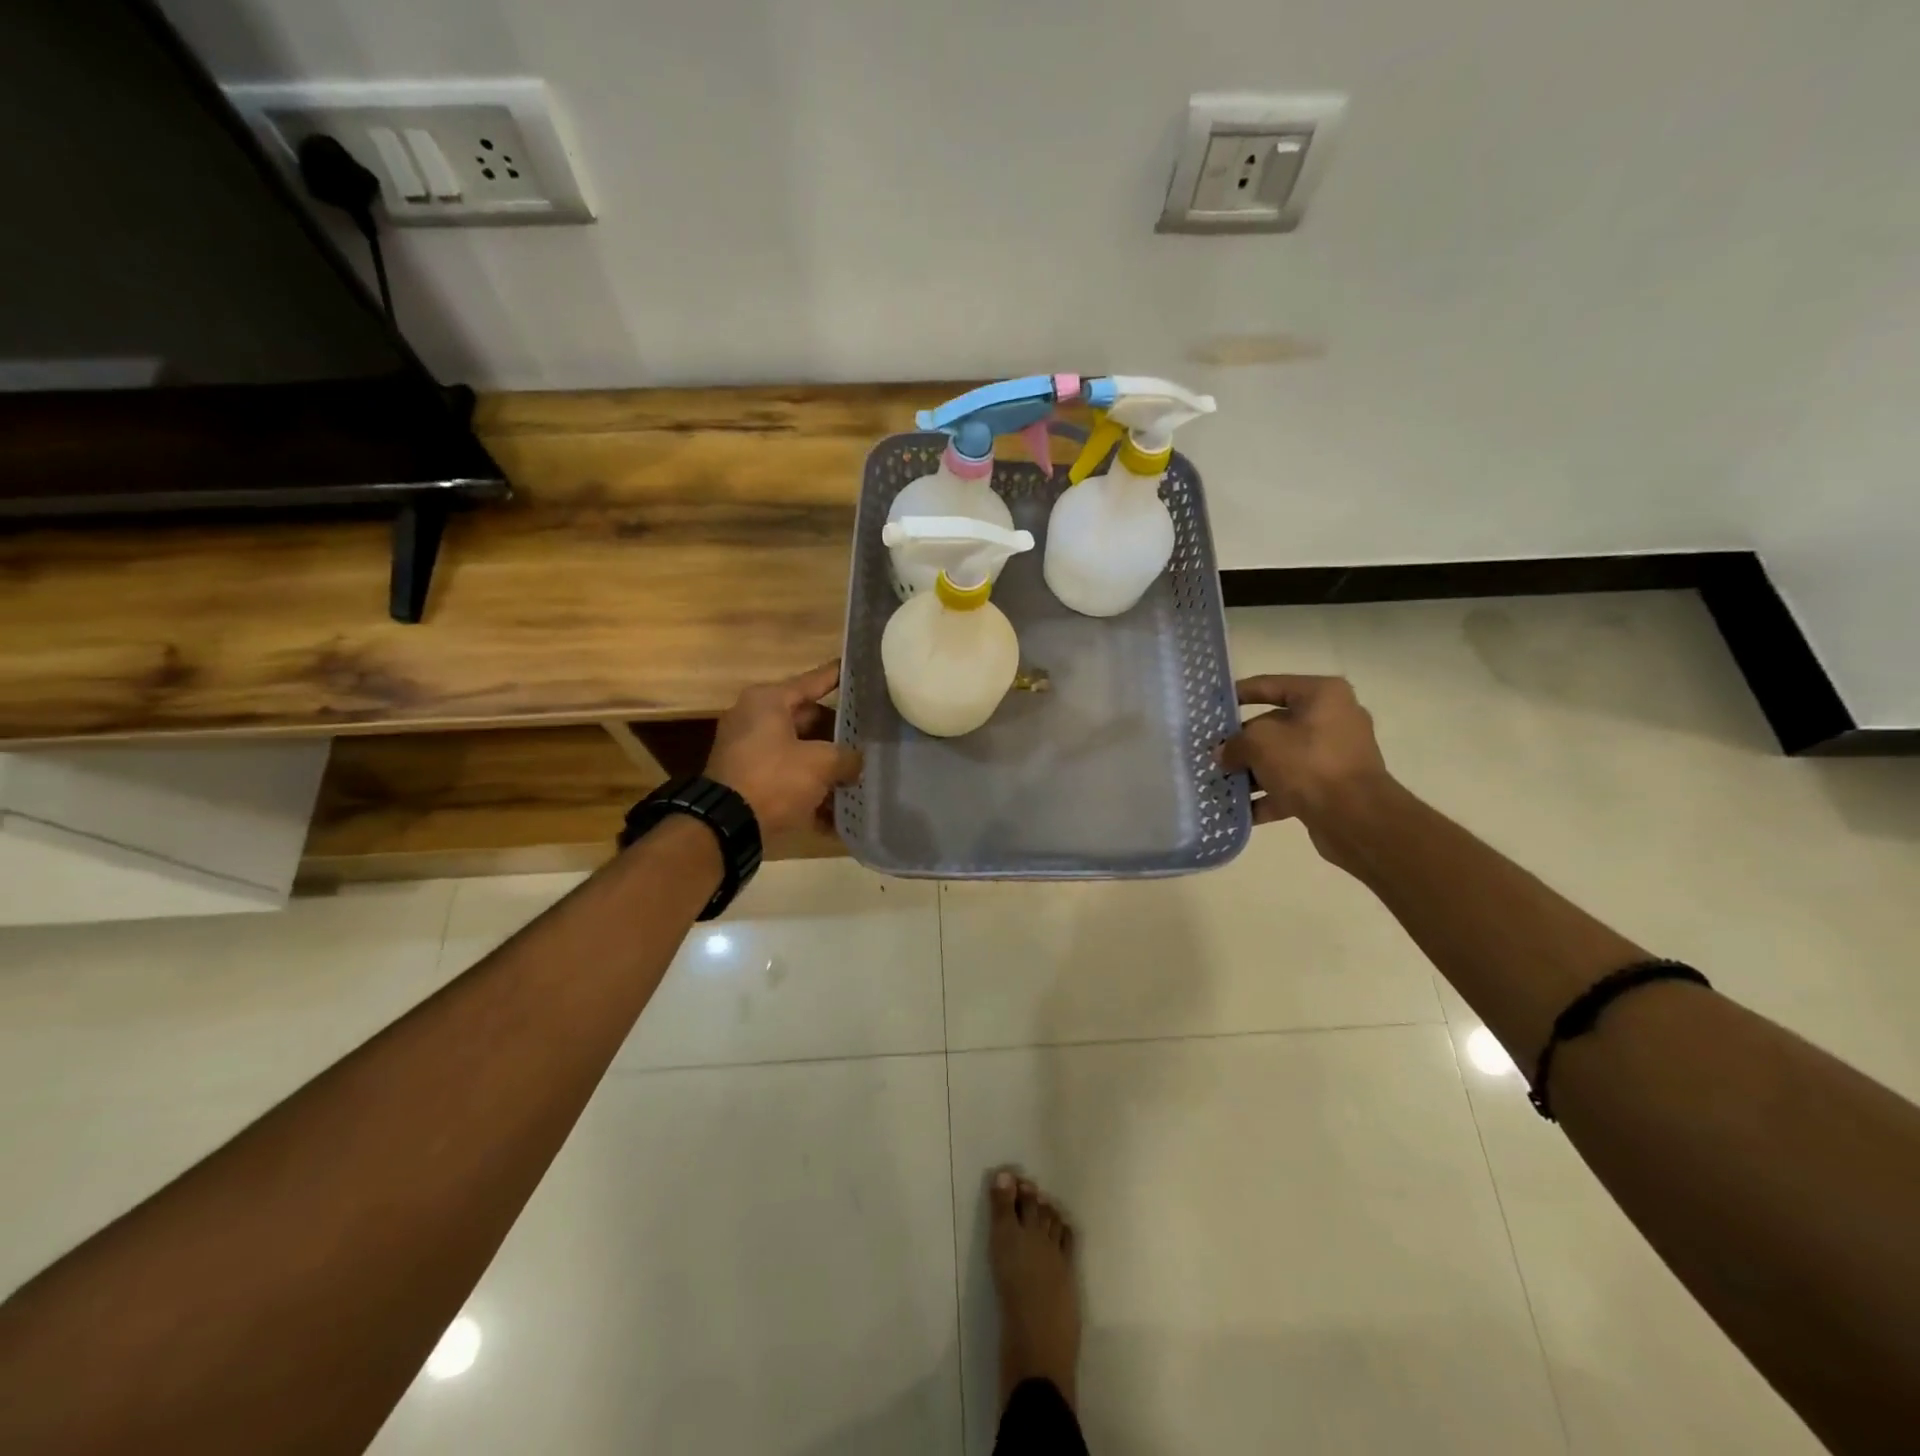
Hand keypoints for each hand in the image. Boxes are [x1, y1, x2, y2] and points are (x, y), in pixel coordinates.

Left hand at [705, 661, 862, 837]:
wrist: (726, 826)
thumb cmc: (775, 778)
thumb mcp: (821, 763)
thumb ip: (847, 757)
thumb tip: (856, 763)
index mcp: (768, 701)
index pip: (812, 681)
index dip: (838, 676)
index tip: (857, 668)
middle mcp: (754, 719)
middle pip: (807, 719)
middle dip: (838, 732)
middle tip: (870, 733)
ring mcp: (749, 752)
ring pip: (799, 752)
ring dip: (826, 766)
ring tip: (861, 772)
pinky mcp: (749, 782)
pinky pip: (788, 779)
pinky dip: (810, 791)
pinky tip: (838, 811)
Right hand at [1220, 674, 1390, 862]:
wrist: (1356, 817)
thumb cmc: (1308, 764)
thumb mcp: (1260, 743)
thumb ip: (1235, 743)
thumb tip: (1223, 753)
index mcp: (1322, 695)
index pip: (1270, 685)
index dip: (1238, 694)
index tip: (1213, 705)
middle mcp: (1333, 719)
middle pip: (1275, 725)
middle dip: (1242, 742)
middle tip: (1212, 753)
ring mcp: (1335, 755)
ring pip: (1282, 758)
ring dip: (1252, 772)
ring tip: (1220, 783)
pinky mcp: (1333, 786)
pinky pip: (1293, 785)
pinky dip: (1268, 796)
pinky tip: (1240, 810)